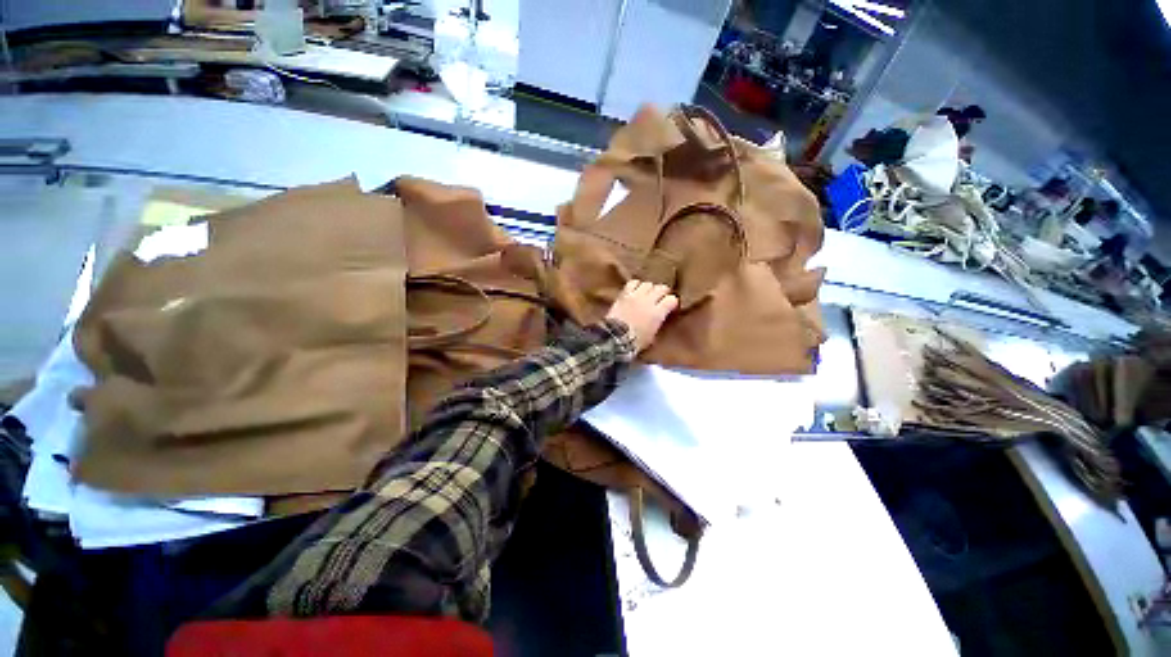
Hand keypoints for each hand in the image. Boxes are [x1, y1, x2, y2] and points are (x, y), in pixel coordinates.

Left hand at [605, 280, 678, 351]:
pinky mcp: (624, 294)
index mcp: (658, 313)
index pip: (672, 299)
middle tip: (660, 299)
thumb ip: (658, 323)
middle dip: (663, 293)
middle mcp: (649, 301)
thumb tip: (660, 318)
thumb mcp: (652, 336)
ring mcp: (636, 296)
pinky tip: (636, 290)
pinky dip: (636, 285)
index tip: (670, 307)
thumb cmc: (636, 342)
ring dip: (650, 289)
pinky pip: (633, 283)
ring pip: (648, 284)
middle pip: (661, 288)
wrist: (615, 338)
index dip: (672, 303)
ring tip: (648, 294)